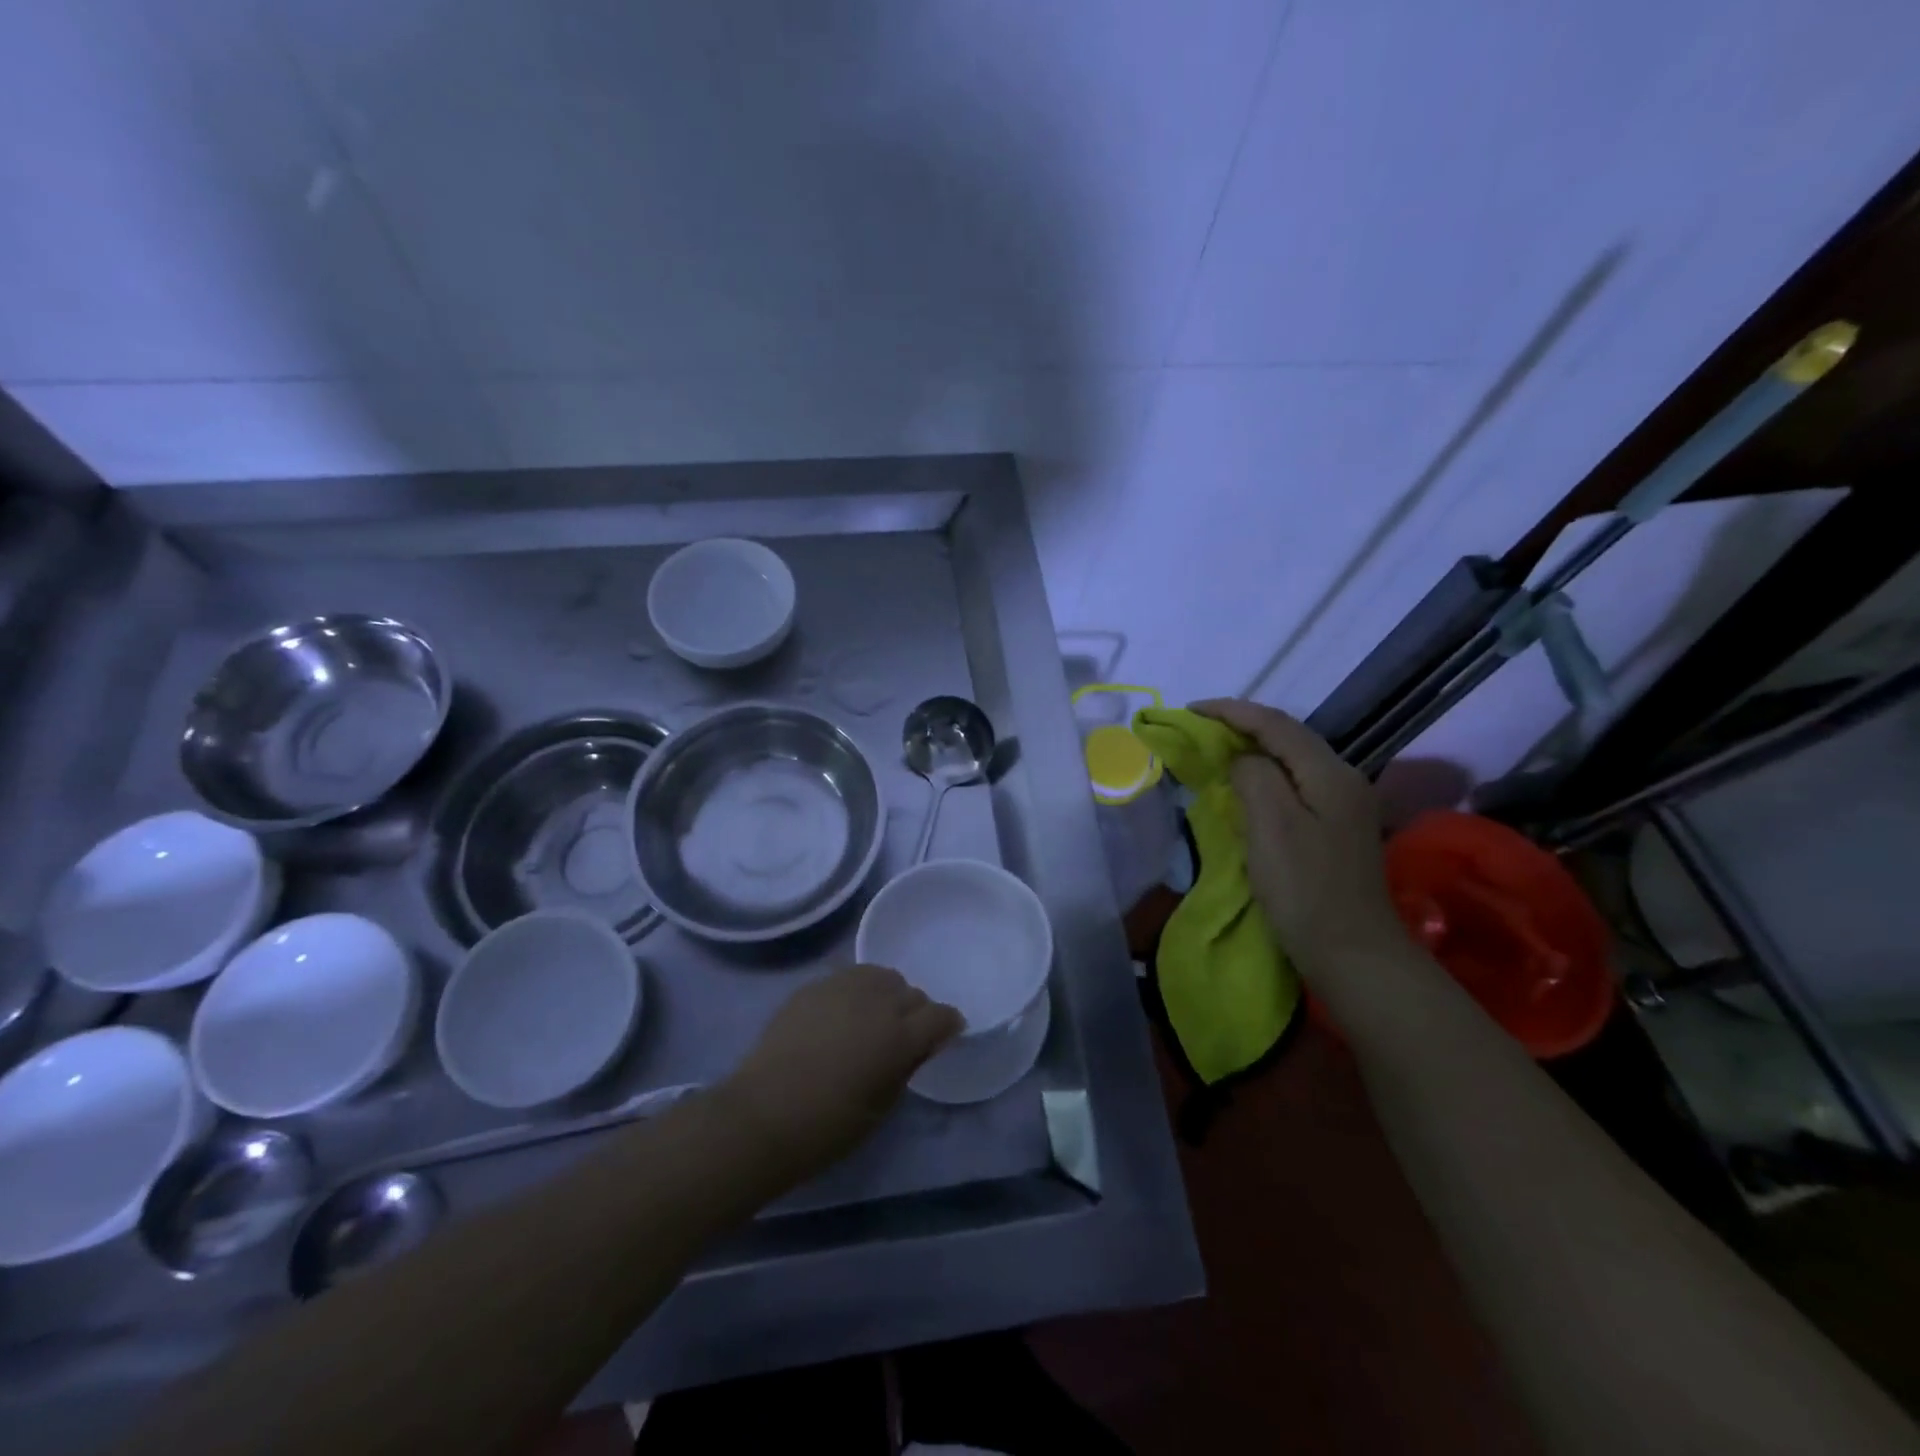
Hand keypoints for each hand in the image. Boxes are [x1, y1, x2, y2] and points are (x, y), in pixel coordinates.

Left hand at [719, 964, 962, 1185]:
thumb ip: (907, 1065)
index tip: (944, 1036)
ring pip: (881, 976)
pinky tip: (842, 1015)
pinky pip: (848, 978)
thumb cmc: (827, 1126)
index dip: (948, 1025)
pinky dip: (856, 992)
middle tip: (903, 1036)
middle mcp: (876, 1001)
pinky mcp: (813, 986)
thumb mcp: (881, 1105)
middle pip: (911, 993)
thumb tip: (924, 1043)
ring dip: (886, 994)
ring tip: (873, 1018)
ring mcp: (842, 988)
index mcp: (900, 1035)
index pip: (941, 1015)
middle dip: (915, 1012)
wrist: (761, 1115)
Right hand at [1192, 699, 1410, 979]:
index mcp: (1330, 773)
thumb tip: (1242, 760)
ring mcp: (1344, 804)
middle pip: (1288, 736)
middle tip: (1199, 727)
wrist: (1352, 952)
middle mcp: (1343, 779)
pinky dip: (1265, 774)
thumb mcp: (1272, 826)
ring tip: (1216, 748)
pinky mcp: (1336, 827)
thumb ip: (1254, 777)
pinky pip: (1295, 783)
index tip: (1190, 710)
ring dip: (1253, 748)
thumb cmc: (1305, 889)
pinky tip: (1246, 784)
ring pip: (1292, 759)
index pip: (1276, 724)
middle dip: (1242, 725)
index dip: (1231, 711)